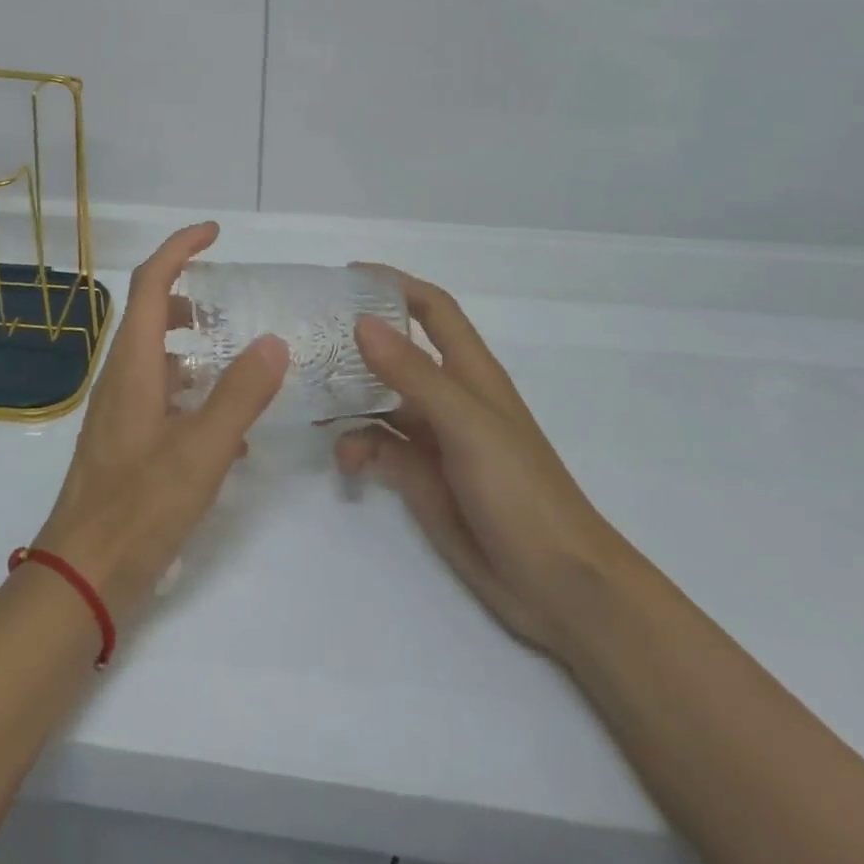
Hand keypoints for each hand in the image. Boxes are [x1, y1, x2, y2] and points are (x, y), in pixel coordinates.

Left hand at [35, 223, 288, 622]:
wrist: (83, 575)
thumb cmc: (139, 508)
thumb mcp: (202, 450)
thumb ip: (240, 394)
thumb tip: (272, 340)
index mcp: (134, 364)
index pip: (152, 283)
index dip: (180, 249)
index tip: (215, 233)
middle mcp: (121, 377)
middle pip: (154, 315)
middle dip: (194, 299)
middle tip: (236, 304)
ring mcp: (120, 411)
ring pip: (160, 357)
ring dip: (197, 347)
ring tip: (243, 362)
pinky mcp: (125, 441)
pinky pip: (162, 396)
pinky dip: (194, 392)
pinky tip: (230, 430)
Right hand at [335, 269, 633, 656]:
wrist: (557, 585)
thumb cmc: (521, 491)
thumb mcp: (466, 424)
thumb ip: (413, 374)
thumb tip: (361, 323)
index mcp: (469, 372)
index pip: (433, 309)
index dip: (396, 285)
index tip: (347, 277)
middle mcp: (448, 397)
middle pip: (395, 353)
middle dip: (355, 343)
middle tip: (306, 339)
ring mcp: (433, 438)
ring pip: (378, 402)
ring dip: (346, 399)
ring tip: (308, 399)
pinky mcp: (420, 477)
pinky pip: (377, 448)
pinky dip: (356, 447)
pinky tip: (344, 461)